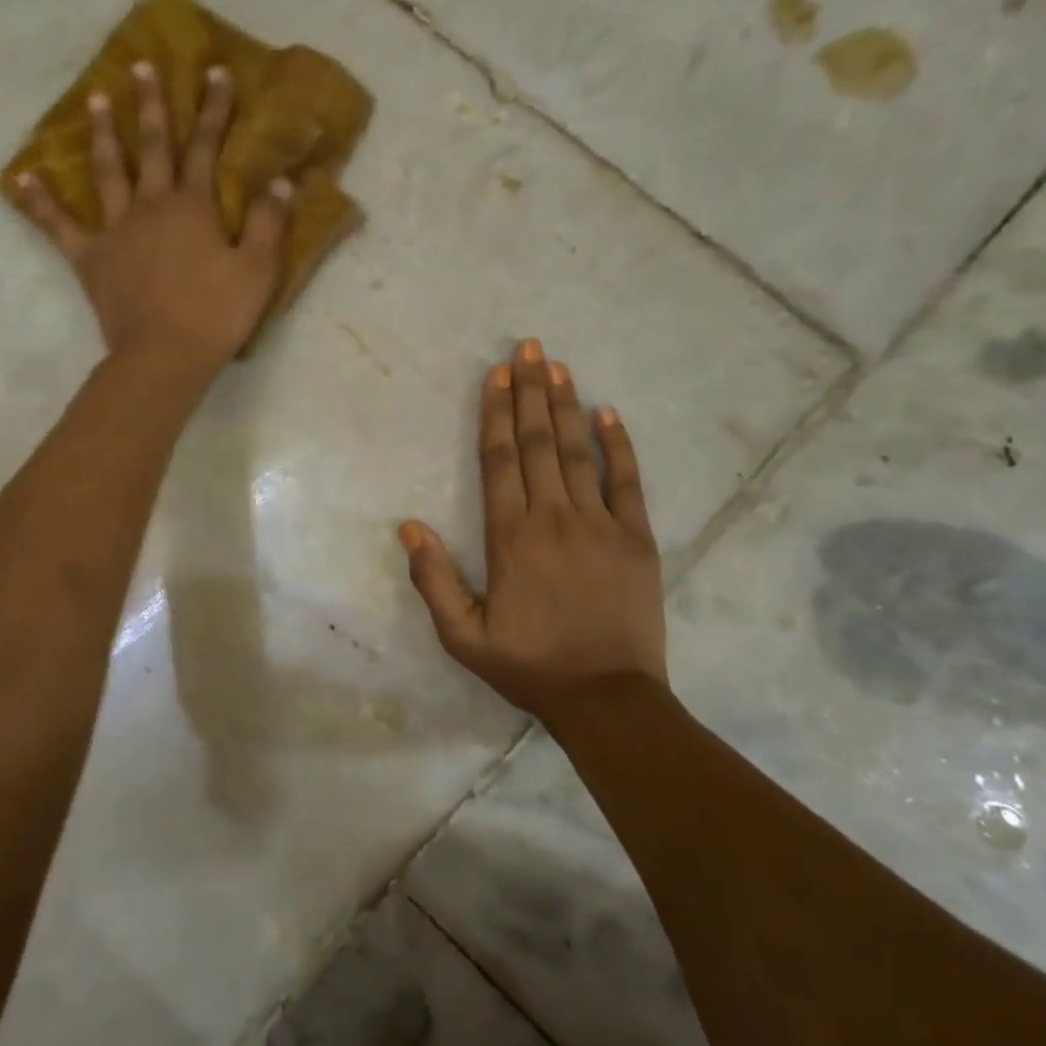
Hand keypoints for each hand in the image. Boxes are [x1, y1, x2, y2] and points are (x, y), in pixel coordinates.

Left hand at [13, 61, 294, 380]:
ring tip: (93, 100)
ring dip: (102, 134)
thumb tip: (282, 181)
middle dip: (150, 104)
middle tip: (141, 66)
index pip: (205, 147)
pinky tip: (25, 178)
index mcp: (193, 207)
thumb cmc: (216, 315)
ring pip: (107, 172)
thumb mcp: (257, 271)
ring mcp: (116, 230)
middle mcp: (151, 206)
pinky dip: (41, 202)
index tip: (216, 72)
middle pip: (151, 147)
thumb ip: (269, 223)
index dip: (214, 109)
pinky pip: (59, 225)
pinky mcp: (90, 258)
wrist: (164, 356)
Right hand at [400, 340, 666, 723]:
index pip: (499, 461)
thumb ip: (433, 580)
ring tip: (556, 366)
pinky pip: (628, 480)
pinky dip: (618, 444)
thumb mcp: (463, 636)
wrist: (607, 698)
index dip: (496, 413)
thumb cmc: (530, 666)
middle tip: (527, 347)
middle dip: (529, 392)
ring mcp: (600, 524)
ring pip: (577, 452)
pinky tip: (608, 413)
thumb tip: (409, 527)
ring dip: (565, 406)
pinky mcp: (637, 538)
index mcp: (510, 537)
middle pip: (537, 443)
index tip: (496, 374)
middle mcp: (553, 518)